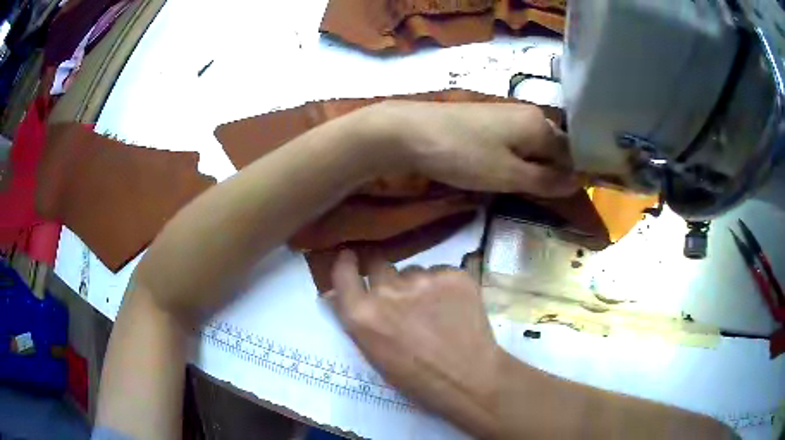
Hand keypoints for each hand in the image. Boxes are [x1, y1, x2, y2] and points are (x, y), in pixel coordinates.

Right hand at [325, 250, 500, 437]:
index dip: (347, 263)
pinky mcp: (454, 274)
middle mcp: (388, 290)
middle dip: (386, 278)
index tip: (351, 257)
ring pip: (413, 270)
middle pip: (379, 265)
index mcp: (362, 314)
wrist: (469, 379)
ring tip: (435, 309)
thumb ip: (360, 319)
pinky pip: (440, 272)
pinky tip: (454, 307)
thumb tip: (344, 295)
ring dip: (417, 284)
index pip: (343, 272)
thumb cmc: (417, 378)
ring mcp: (424, 279)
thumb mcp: (375, 354)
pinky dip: (444, 286)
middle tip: (401, 298)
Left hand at [366, 101, 578, 196]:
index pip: (572, 152)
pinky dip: (516, 161)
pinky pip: (514, 143)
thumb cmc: (464, 154)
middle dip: (553, 173)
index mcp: (540, 124)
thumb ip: (546, 180)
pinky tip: (507, 174)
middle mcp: (528, 114)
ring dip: (534, 169)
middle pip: (553, 147)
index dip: (574, 177)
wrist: (410, 132)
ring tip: (527, 191)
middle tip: (547, 200)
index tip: (570, 200)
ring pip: (532, 146)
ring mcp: (506, 115)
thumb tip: (578, 182)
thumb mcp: (509, 174)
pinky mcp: (486, 121)